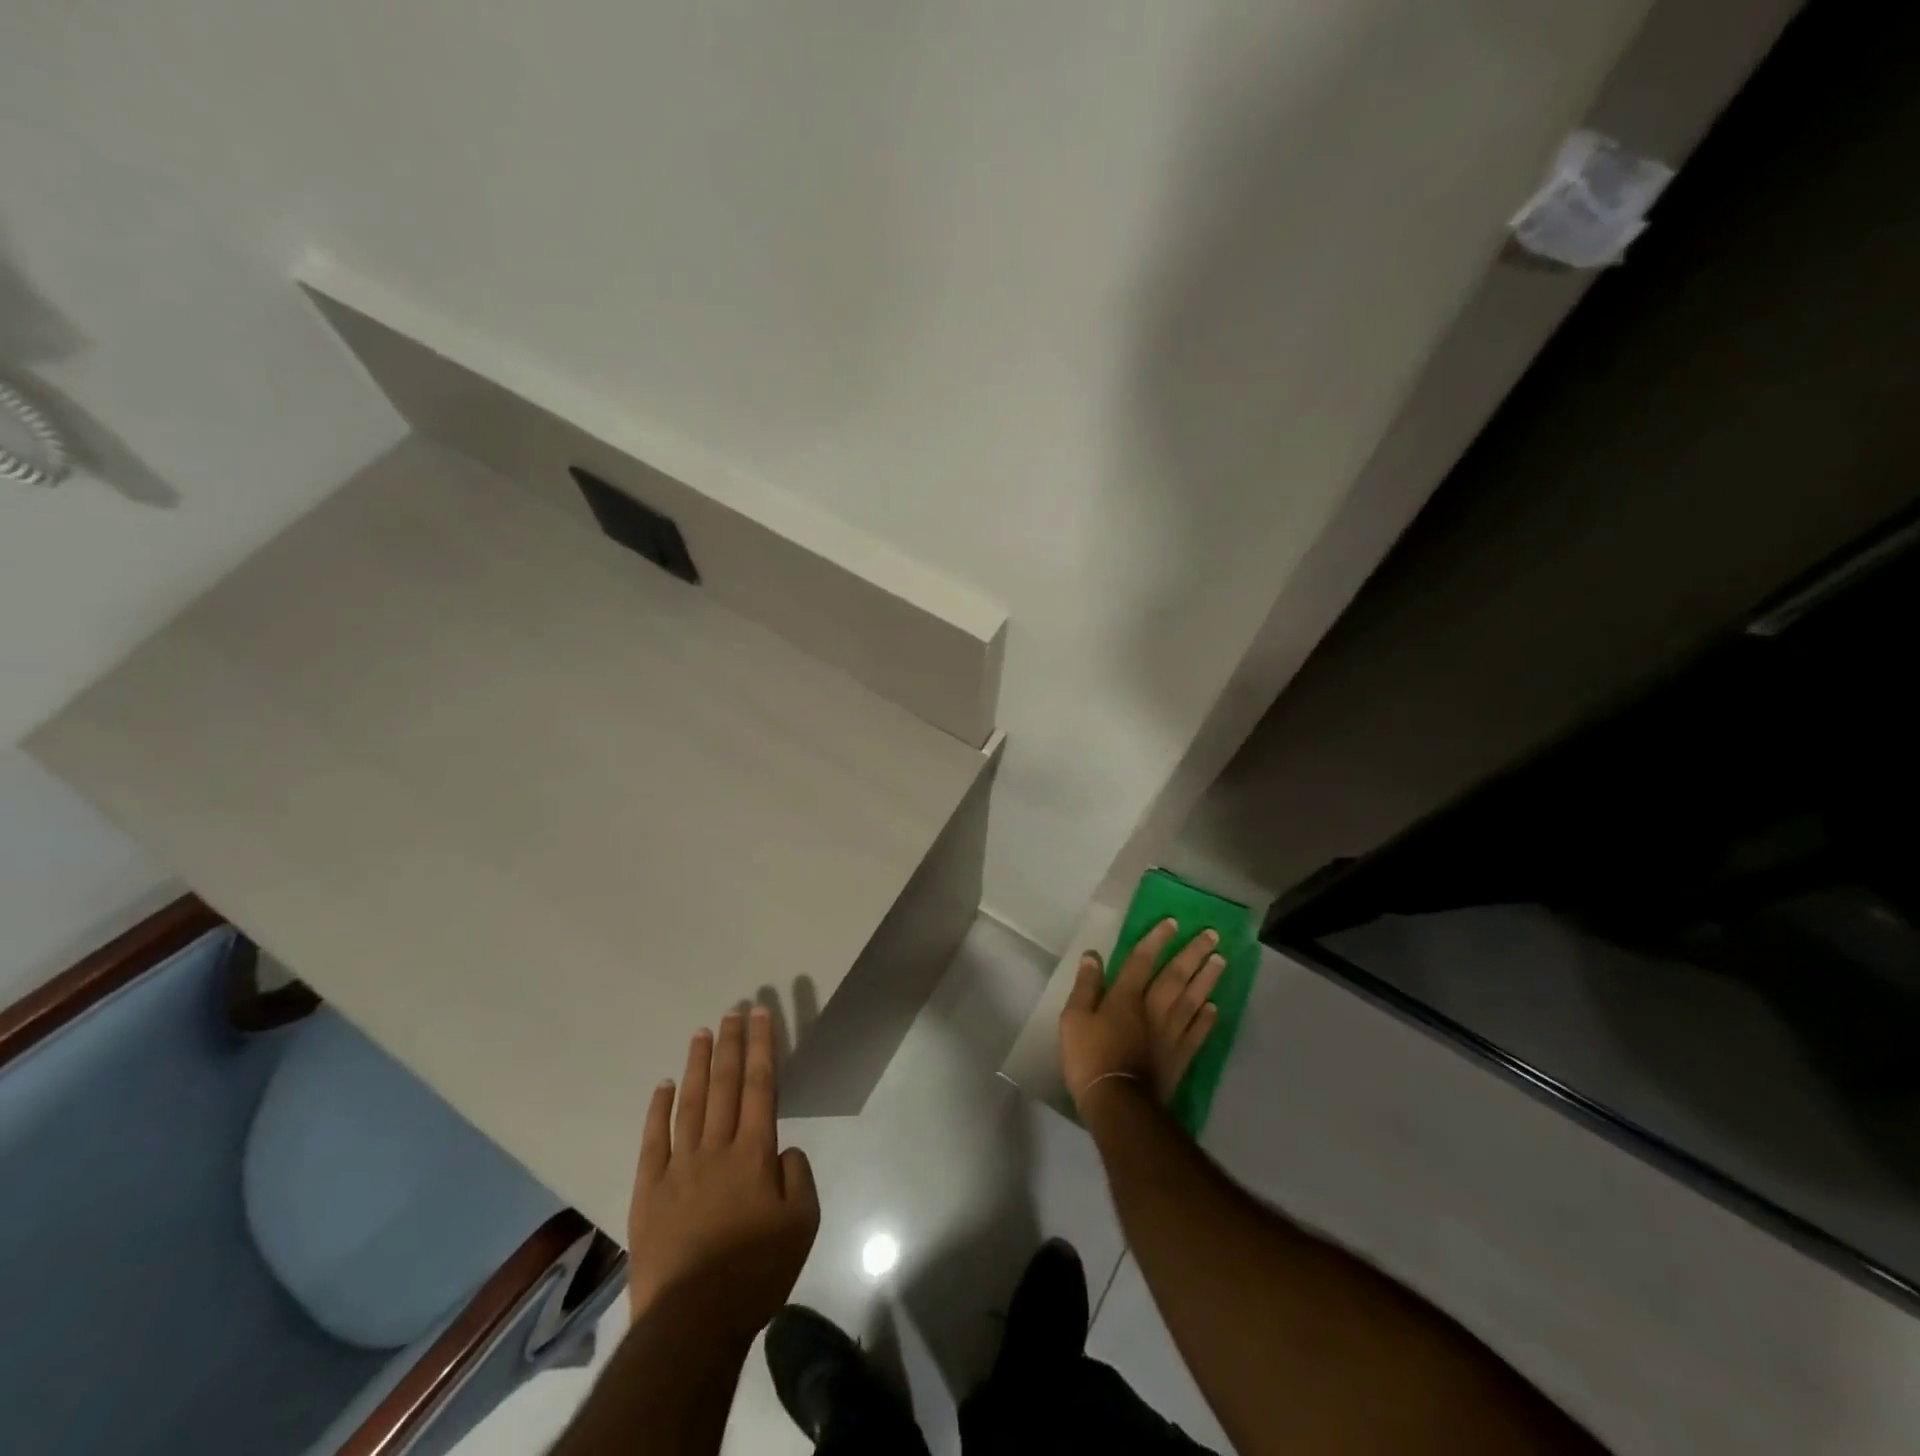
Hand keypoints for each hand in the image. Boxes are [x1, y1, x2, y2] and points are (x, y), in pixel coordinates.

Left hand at [627, 1008, 819, 1337]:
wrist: (691, 1323)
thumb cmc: (755, 1272)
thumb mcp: (802, 1224)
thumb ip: (797, 1177)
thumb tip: (782, 1151)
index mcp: (754, 1153)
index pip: (761, 1086)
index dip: (762, 1046)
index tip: (760, 1014)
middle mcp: (716, 1148)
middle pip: (725, 1084)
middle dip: (731, 1044)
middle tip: (733, 1010)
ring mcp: (678, 1167)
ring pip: (690, 1103)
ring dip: (697, 1064)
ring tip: (702, 1033)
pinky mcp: (648, 1191)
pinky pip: (653, 1140)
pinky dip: (658, 1109)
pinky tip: (663, 1085)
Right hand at [1060, 919, 1225, 1115]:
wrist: (1118, 1104)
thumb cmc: (1089, 1058)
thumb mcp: (1073, 1019)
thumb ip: (1085, 986)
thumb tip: (1092, 955)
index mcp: (1125, 997)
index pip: (1142, 960)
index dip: (1156, 940)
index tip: (1173, 922)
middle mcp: (1152, 1009)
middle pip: (1175, 976)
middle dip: (1193, 953)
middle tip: (1212, 935)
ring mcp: (1170, 1034)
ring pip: (1192, 1000)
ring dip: (1207, 979)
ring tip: (1221, 960)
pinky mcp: (1180, 1057)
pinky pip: (1197, 1033)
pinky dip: (1207, 1019)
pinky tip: (1215, 1007)